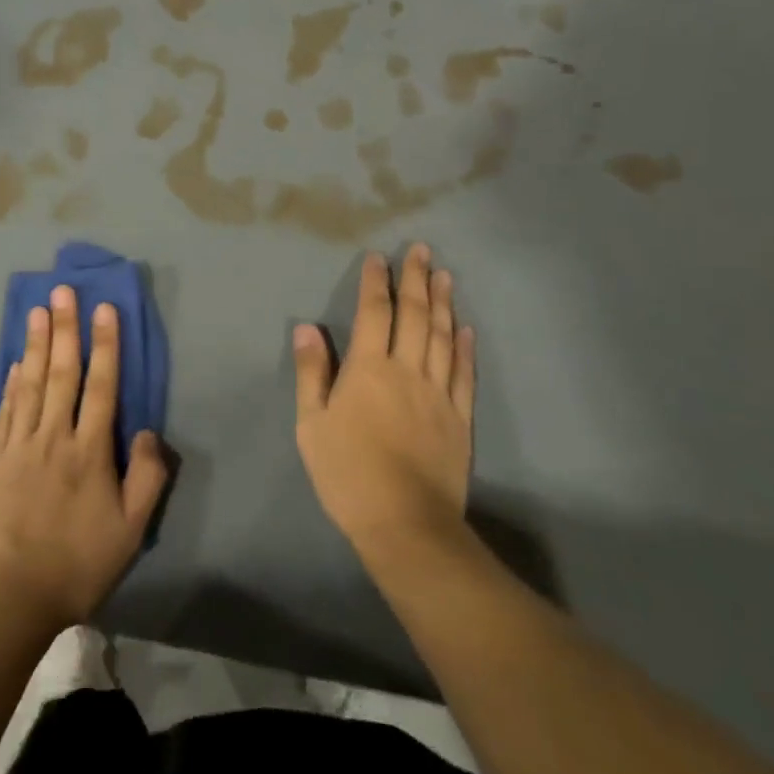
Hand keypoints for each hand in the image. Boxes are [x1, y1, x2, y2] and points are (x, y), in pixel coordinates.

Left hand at [0, 286, 168, 633]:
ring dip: (35, 344)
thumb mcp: (130, 530)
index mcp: (90, 450)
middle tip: (63, 290)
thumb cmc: (76, 564)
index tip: (104, 309)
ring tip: (38, 310)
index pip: (102, 385)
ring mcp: (19, 445)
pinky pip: (5, 411)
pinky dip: (10, 383)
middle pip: (62, 373)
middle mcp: (55, 436)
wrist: (7, 595)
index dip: (105, 344)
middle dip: (66, 328)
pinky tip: (14, 363)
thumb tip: (148, 431)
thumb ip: (146, 478)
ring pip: (30, 383)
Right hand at [293, 245, 475, 556]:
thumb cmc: (348, 473)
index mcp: (369, 369)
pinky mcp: (459, 418)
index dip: (376, 282)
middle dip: (416, 279)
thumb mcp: (311, 424)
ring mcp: (438, 393)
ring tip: (445, 275)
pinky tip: (466, 329)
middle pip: (415, 315)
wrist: (405, 524)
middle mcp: (407, 370)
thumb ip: (312, 373)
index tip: (379, 257)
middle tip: (422, 250)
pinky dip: (465, 347)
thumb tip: (307, 327)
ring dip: (444, 303)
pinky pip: (463, 373)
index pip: (375, 313)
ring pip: (443, 337)